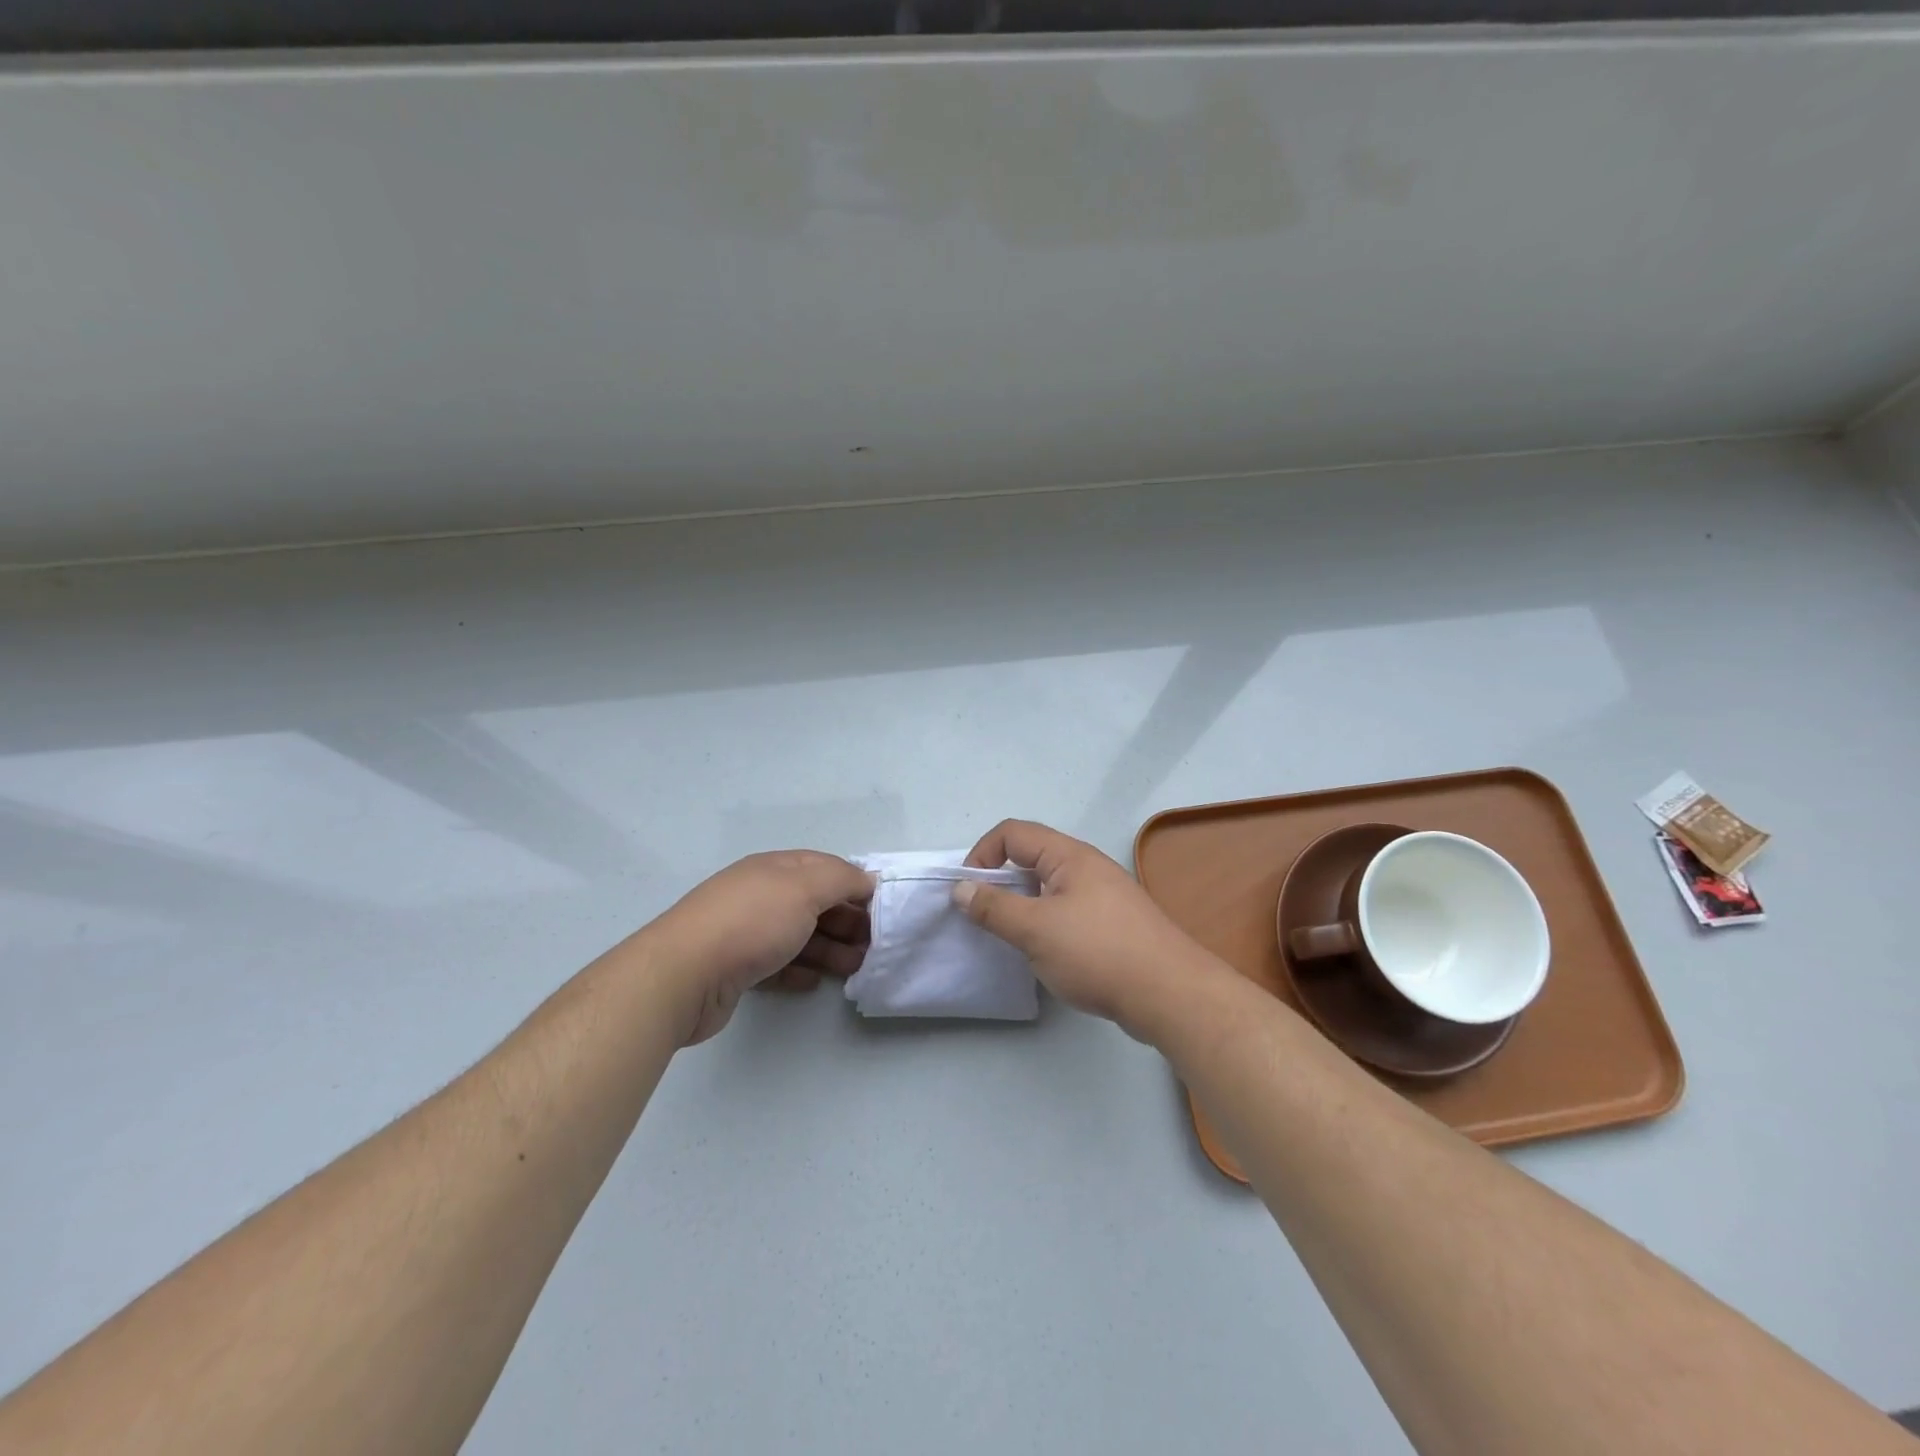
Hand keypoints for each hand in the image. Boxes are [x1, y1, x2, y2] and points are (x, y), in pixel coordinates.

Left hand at [648, 851, 873, 1044]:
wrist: (684, 975)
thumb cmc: (752, 923)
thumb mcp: (805, 889)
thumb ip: (841, 879)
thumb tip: (866, 878)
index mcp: (775, 868)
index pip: (824, 867)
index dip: (855, 884)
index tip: (881, 908)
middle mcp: (759, 894)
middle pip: (813, 903)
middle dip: (846, 921)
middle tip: (873, 945)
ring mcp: (744, 932)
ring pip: (797, 936)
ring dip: (829, 949)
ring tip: (854, 968)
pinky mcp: (734, 969)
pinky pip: (776, 965)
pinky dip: (799, 970)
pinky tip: (814, 982)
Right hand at [954, 819, 1212, 1038]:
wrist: (1170, 994)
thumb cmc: (1098, 953)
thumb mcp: (1035, 930)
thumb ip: (993, 907)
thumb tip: (961, 888)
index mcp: (1068, 856)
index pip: (1012, 833)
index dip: (982, 854)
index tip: (967, 892)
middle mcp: (1087, 866)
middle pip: (1031, 857)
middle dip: (1000, 881)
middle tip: (983, 916)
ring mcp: (1103, 895)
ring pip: (1049, 887)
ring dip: (1022, 904)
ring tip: (1009, 937)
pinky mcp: (1113, 924)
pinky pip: (1067, 910)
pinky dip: (1045, 922)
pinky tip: (1044, 953)